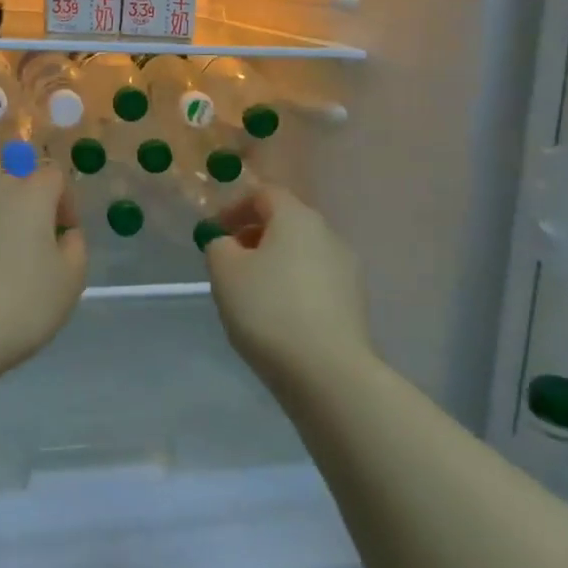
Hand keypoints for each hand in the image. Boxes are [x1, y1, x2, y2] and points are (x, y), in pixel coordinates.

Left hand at [0, 162, 87, 373]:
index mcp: (30, 191)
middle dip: (27, 191)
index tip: (65, 234)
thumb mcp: (70, 281)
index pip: (54, 174)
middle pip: (13, 168)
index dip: (66, 200)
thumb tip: (64, 233)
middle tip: (33, 230)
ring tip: (0, 237)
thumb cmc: (21, 305)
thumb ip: (75, 247)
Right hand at [203, 185, 372, 382]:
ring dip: (274, 262)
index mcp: (297, 217)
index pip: (264, 193)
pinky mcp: (354, 302)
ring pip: (301, 253)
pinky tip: (278, 317)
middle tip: (228, 262)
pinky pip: (315, 281)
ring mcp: (347, 269)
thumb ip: (218, 245)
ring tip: (250, 293)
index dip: (234, 207)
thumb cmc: (269, 310)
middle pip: (286, 222)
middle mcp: (328, 234)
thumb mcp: (224, 271)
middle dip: (254, 236)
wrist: (328, 373)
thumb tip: (227, 241)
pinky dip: (293, 287)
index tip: (213, 233)